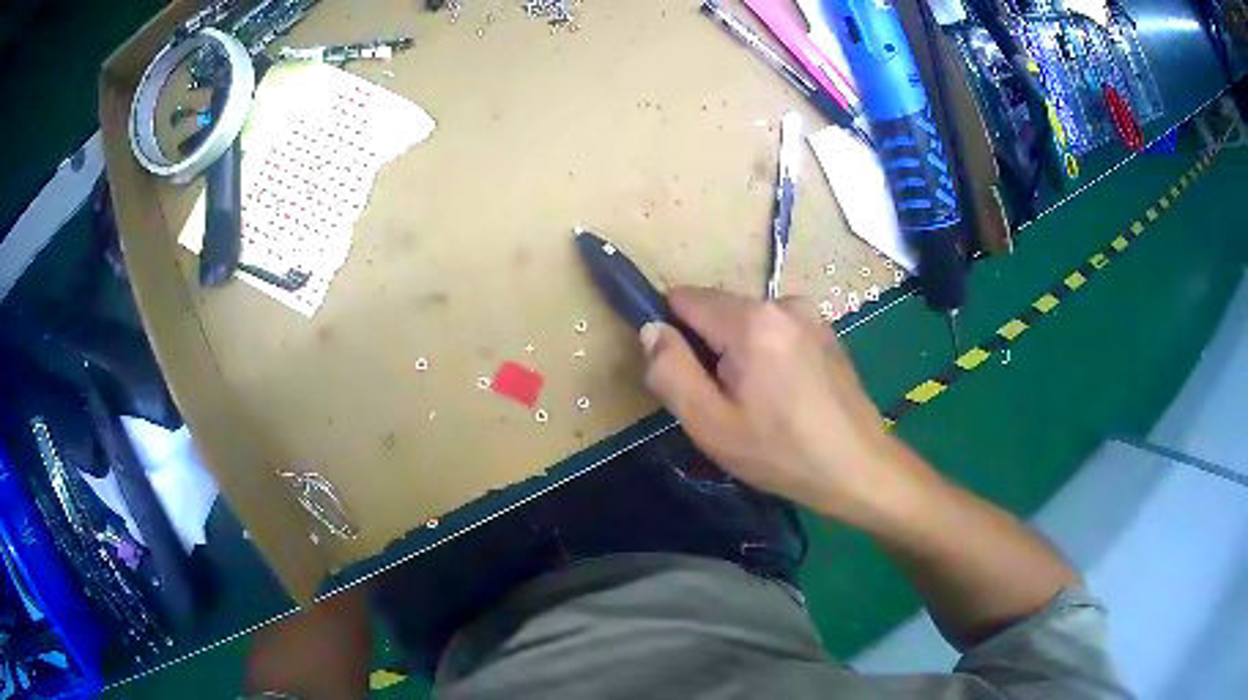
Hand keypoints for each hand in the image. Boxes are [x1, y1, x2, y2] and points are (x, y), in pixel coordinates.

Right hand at [640, 287, 924, 527]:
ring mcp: (810, 314)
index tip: (686, 376)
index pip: (684, 298)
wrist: (859, 468)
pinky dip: (767, 354)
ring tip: (757, 403)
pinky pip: (776, 331)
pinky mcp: (826, 331)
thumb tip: (651, 329)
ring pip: (746, 322)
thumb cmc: (781, 453)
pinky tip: (785, 396)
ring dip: (738, 353)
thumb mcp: (710, 424)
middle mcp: (782, 303)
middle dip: (708, 348)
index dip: (672, 333)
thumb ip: (670, 371)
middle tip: (724, 402)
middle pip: (717, 310)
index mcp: (751, 321)